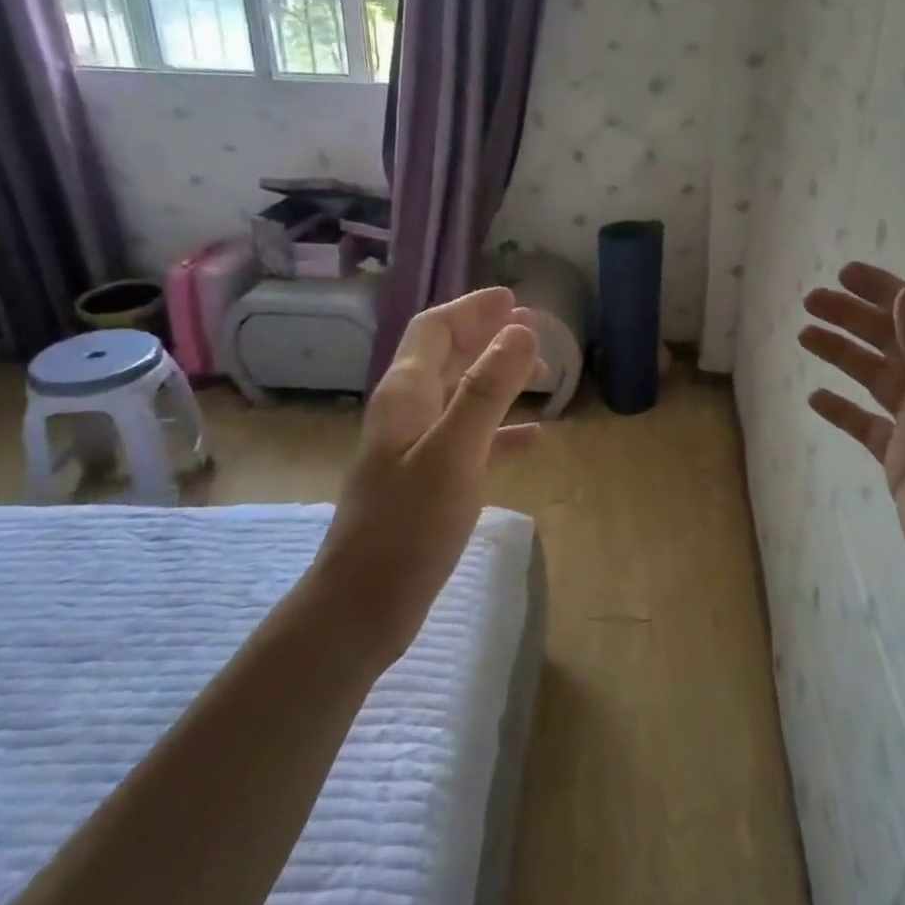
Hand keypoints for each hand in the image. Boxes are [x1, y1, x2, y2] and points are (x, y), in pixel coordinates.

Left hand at [315, 287, 541, 663]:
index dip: (471, 308)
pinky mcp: (426, 481)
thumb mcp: (454, 452)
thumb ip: (487, 390)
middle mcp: (407, 412)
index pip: (435, 329)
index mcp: (406, 394)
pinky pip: (469, 438)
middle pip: (447, 356)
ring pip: (460, 395)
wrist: (363, 606)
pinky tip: (533, 437)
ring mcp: (414, 448)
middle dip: (487, 337)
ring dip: (498, 377)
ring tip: (541, 374)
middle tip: (534, 330)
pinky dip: (500, 428)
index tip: (512, 298)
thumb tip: (521, 330)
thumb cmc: (408, 526)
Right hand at [799, 262, 904, 644]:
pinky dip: (841, 409)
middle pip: (890, 341)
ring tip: (804, 336)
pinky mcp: (900, 463)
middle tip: (809, 302)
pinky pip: (864, 425)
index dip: (885, 290)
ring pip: (873, 379)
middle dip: (853, 317)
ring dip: (842, 355)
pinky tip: (815, 398)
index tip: (844, 274)